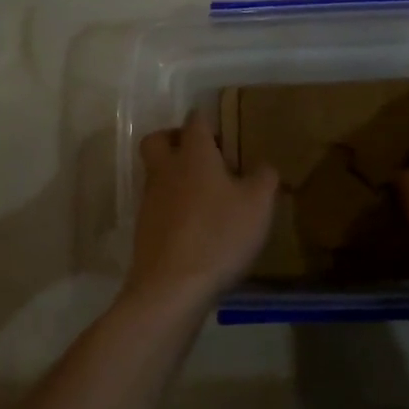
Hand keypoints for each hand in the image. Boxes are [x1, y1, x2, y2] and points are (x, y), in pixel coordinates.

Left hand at [126, 111, 276, 318]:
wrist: (172, 287)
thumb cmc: (219, 235)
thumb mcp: (258, 205)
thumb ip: (264, 179)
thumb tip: (263, 167)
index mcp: (194, 155)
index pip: (195, 121)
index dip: (207, 121)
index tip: (224, 133)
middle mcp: (166, 170)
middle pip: (159, 139)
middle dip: (175, 139)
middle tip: (202, 155)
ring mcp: (150, 200)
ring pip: (156, 173)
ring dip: (175, 176)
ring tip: (206, 197)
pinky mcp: (144, 229)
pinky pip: (157, 205)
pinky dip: (173, 207)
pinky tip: (196, 227)